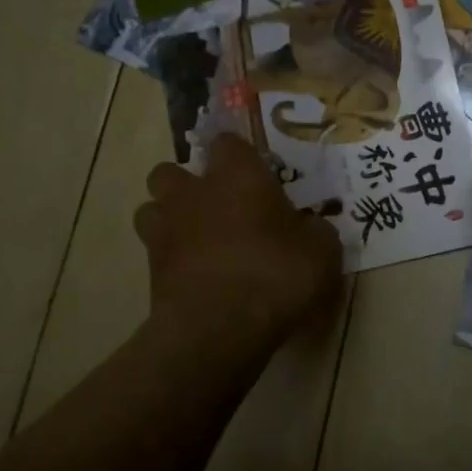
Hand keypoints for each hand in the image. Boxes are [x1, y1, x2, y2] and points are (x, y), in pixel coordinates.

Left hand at [135, 135, 341, 337]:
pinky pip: (156, 252)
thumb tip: (310, 228)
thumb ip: (314, 230)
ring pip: (152, 208)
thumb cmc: (276, 274)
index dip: (240, 156)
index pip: (227, 142)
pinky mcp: (150, 270)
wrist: (219, 328)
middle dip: (189, 184)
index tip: (257, 174)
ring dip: (170, 218)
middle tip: (220, 206)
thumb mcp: (321, 251)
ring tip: (199, 239)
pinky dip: (172, 258)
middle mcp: (193, 192)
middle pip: (171, 171)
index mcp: (237, 175)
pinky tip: (197, 275)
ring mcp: (165, 230)